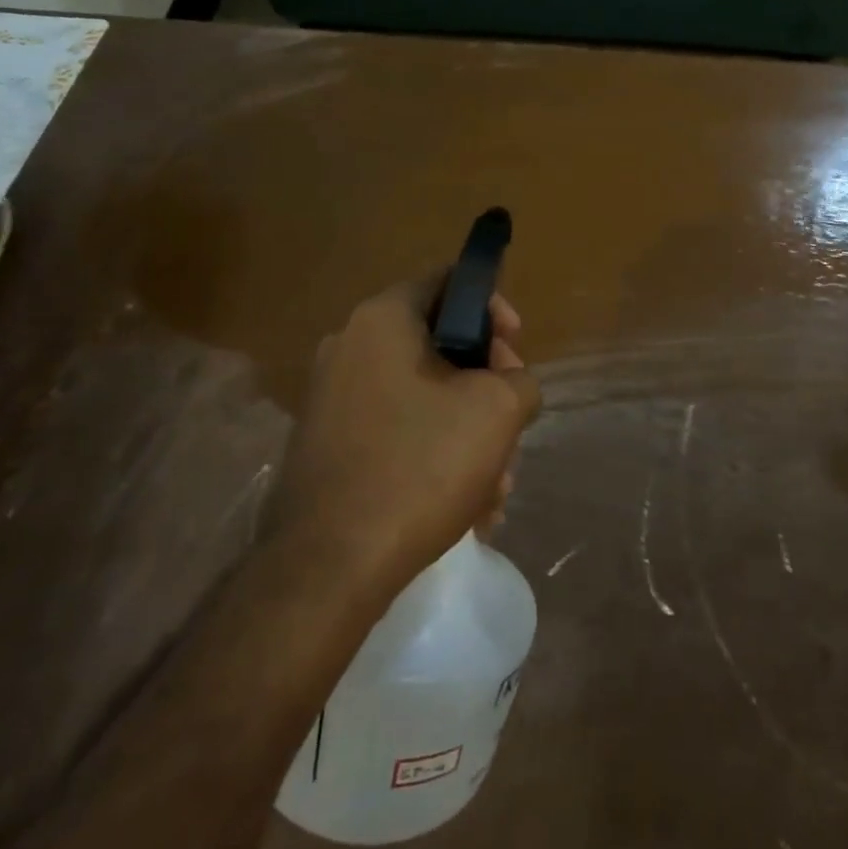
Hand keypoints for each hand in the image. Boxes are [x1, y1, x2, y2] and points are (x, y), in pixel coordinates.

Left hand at [279, 276, 540, 597]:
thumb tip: (509, 385)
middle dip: (487, 387)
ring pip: (424, 397)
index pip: (448, 281)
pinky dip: (434, 456)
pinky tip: (465, 508)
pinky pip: (397, 431)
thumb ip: (520, 379)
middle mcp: (349, 347)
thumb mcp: (498, 410)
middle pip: (440, 345)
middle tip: (512, 426)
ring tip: (495, 488)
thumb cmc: (420, 466)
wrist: (327, 567)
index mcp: (382, 320)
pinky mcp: (328, 445)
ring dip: (468, 432)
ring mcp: (332, 399)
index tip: (515, 349)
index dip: (493, 308)